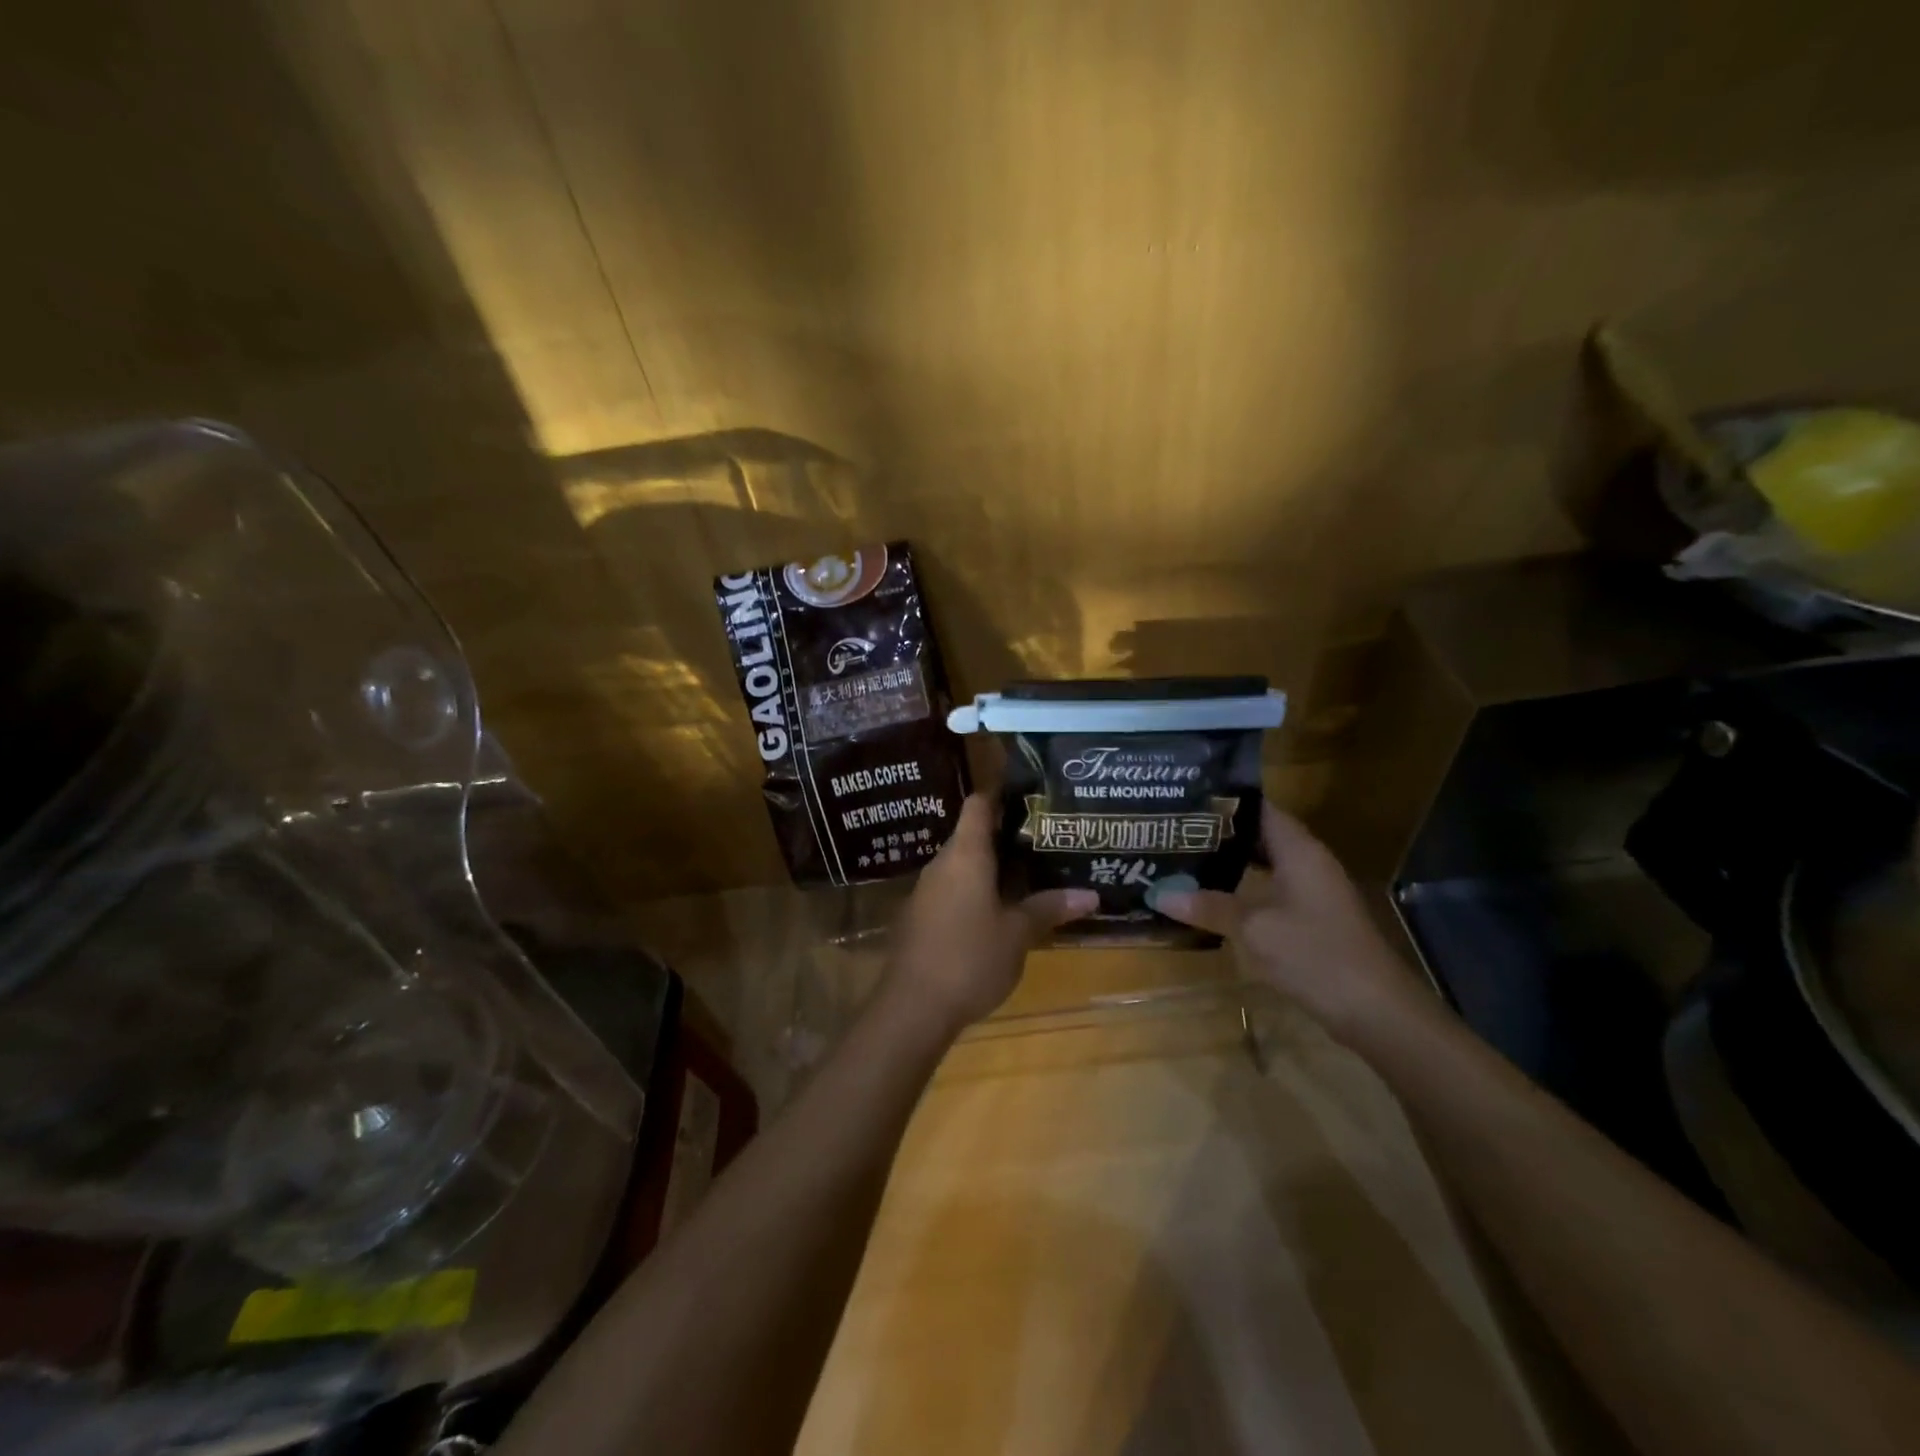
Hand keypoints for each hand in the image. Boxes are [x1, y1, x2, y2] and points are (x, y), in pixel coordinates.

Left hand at [889, 795, 1098, 1034]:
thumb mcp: (1017, 934)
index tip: (1031, 795)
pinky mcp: (921, 917)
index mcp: (965, 854)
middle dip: (1006, 835)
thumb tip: (1091, 894)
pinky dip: (977, 891)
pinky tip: (1001, 909)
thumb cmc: (970, 957)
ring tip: (1032, 872)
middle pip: (972, 834)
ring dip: (993, 867)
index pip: (978, 804)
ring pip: (963, 865)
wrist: (913, 1007)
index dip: (1001, 794)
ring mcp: (927, 891)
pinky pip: (953, 890)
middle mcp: (942, 864)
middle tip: (1045, 838)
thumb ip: (1049, 908)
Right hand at [1148, 803, 1426, 1040]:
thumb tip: (1160, 894)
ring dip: (1230, 863)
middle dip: (1220, 833)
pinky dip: (1244, 889)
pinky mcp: (1313, 919)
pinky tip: (1214, 898)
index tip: (1184, 800)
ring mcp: (1313, 892)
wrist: (1375, 1010)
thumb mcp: (1254, 928)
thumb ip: (1209, 906)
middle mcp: (1308, 862)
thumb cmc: (1315, 954)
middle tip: (1174, 831)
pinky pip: (1271, 891)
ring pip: (1265, 865)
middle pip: (1260, 835)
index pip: (1259, 808)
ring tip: (1185, 858)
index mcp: (1299, 850)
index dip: (1223, 802)